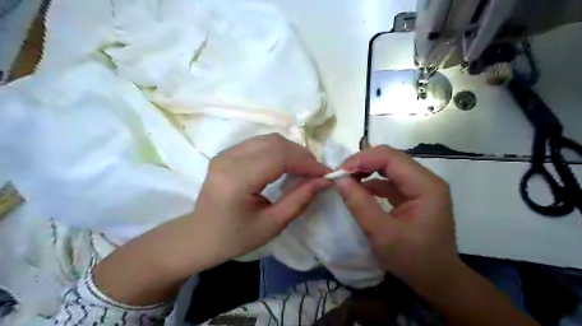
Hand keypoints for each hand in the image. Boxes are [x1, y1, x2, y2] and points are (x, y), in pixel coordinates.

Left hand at [189, 133, 328, 266]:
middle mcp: (228, 159)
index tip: (325, 173)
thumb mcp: (272, 225)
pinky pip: (260, 143)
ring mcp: (225, 153)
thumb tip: (324, 181)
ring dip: (291, 151)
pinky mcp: (227, 153)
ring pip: (268, 139)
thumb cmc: (235, 237)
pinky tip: (286, 164)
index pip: (278, 157)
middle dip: (301, 155)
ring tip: (305, 168)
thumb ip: (299, 200)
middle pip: (274, 143)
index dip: (306, 162)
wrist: (200, 236)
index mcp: (236, 180)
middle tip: (316, 172)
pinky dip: (279, 150)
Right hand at [332, 145, 459, 292]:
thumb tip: (339, 179)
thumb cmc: (413, 260)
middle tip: (341, 175)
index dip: (363, 159)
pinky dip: (371, 183)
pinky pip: (388, 181)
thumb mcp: (382, 234)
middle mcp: (425, 180)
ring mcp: (419, 186)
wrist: (437, 280)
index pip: (391, 158)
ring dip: (366, 171)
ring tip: (346, 181)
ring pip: (388, 167)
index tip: (340, 172)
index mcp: (426, 186)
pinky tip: (358, 191)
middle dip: (362, 163)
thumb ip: (359, 204)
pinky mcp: (412, 195)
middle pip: (390, 158)